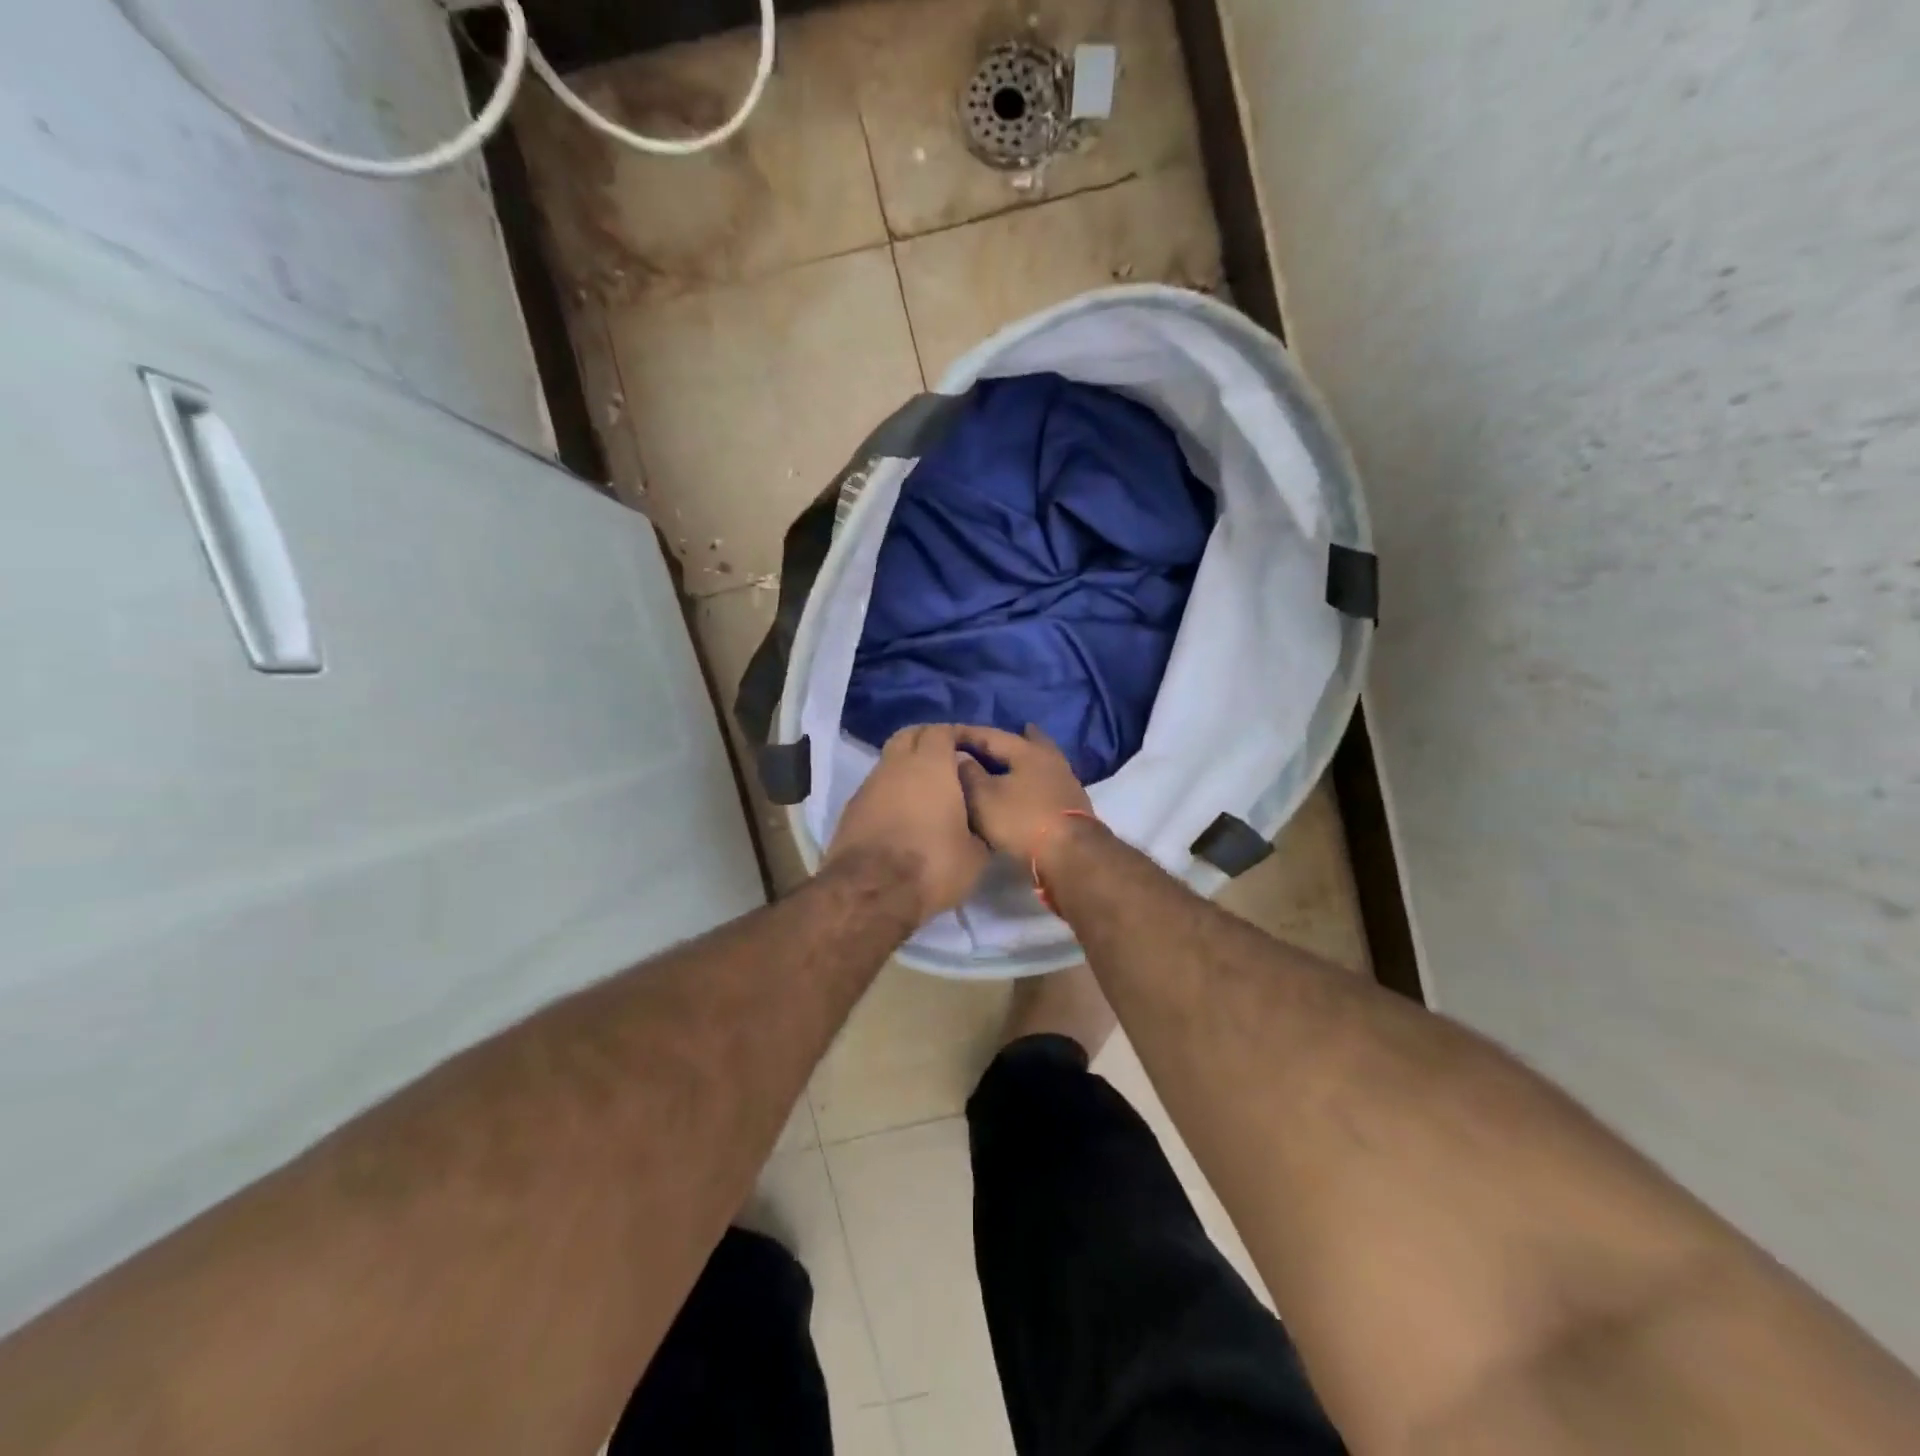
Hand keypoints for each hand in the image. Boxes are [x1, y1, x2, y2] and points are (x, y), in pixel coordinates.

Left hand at [825, 725, 990, 922]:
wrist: (870, 892)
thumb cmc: (932, 864)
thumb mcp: (976, 853)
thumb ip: (979, 824)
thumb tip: (979, 817)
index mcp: (931, 765)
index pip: (942, 730)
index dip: (958, 735)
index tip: (972, 749)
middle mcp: (896, 765)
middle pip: (910, 735)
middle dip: (928, 740)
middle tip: (948, 760)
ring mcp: (869, 785)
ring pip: (890, 760)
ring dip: (907, 766)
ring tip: (926, 790)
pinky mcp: (851, 808)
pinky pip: (876, 787)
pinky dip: (891, 790)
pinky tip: (903, 813)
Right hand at [954, 725, 1094, 862]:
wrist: (1072, 855)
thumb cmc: (1022, 821)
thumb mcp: (985, 798)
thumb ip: (969, 773)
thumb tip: (960, 755)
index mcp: (1026, 751)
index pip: (990, 735)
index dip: (966, 734)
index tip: (946, 733)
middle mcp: (1049, 758)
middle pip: (1024, 741)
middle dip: (1003, 740)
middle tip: (986, 738)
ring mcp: (1064, 780)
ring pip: (1037, 761)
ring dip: (1020, 759)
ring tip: (1004, 761)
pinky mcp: (1071, 803)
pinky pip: (1044, 781)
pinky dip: (1030, 779)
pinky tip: (1023, 786)